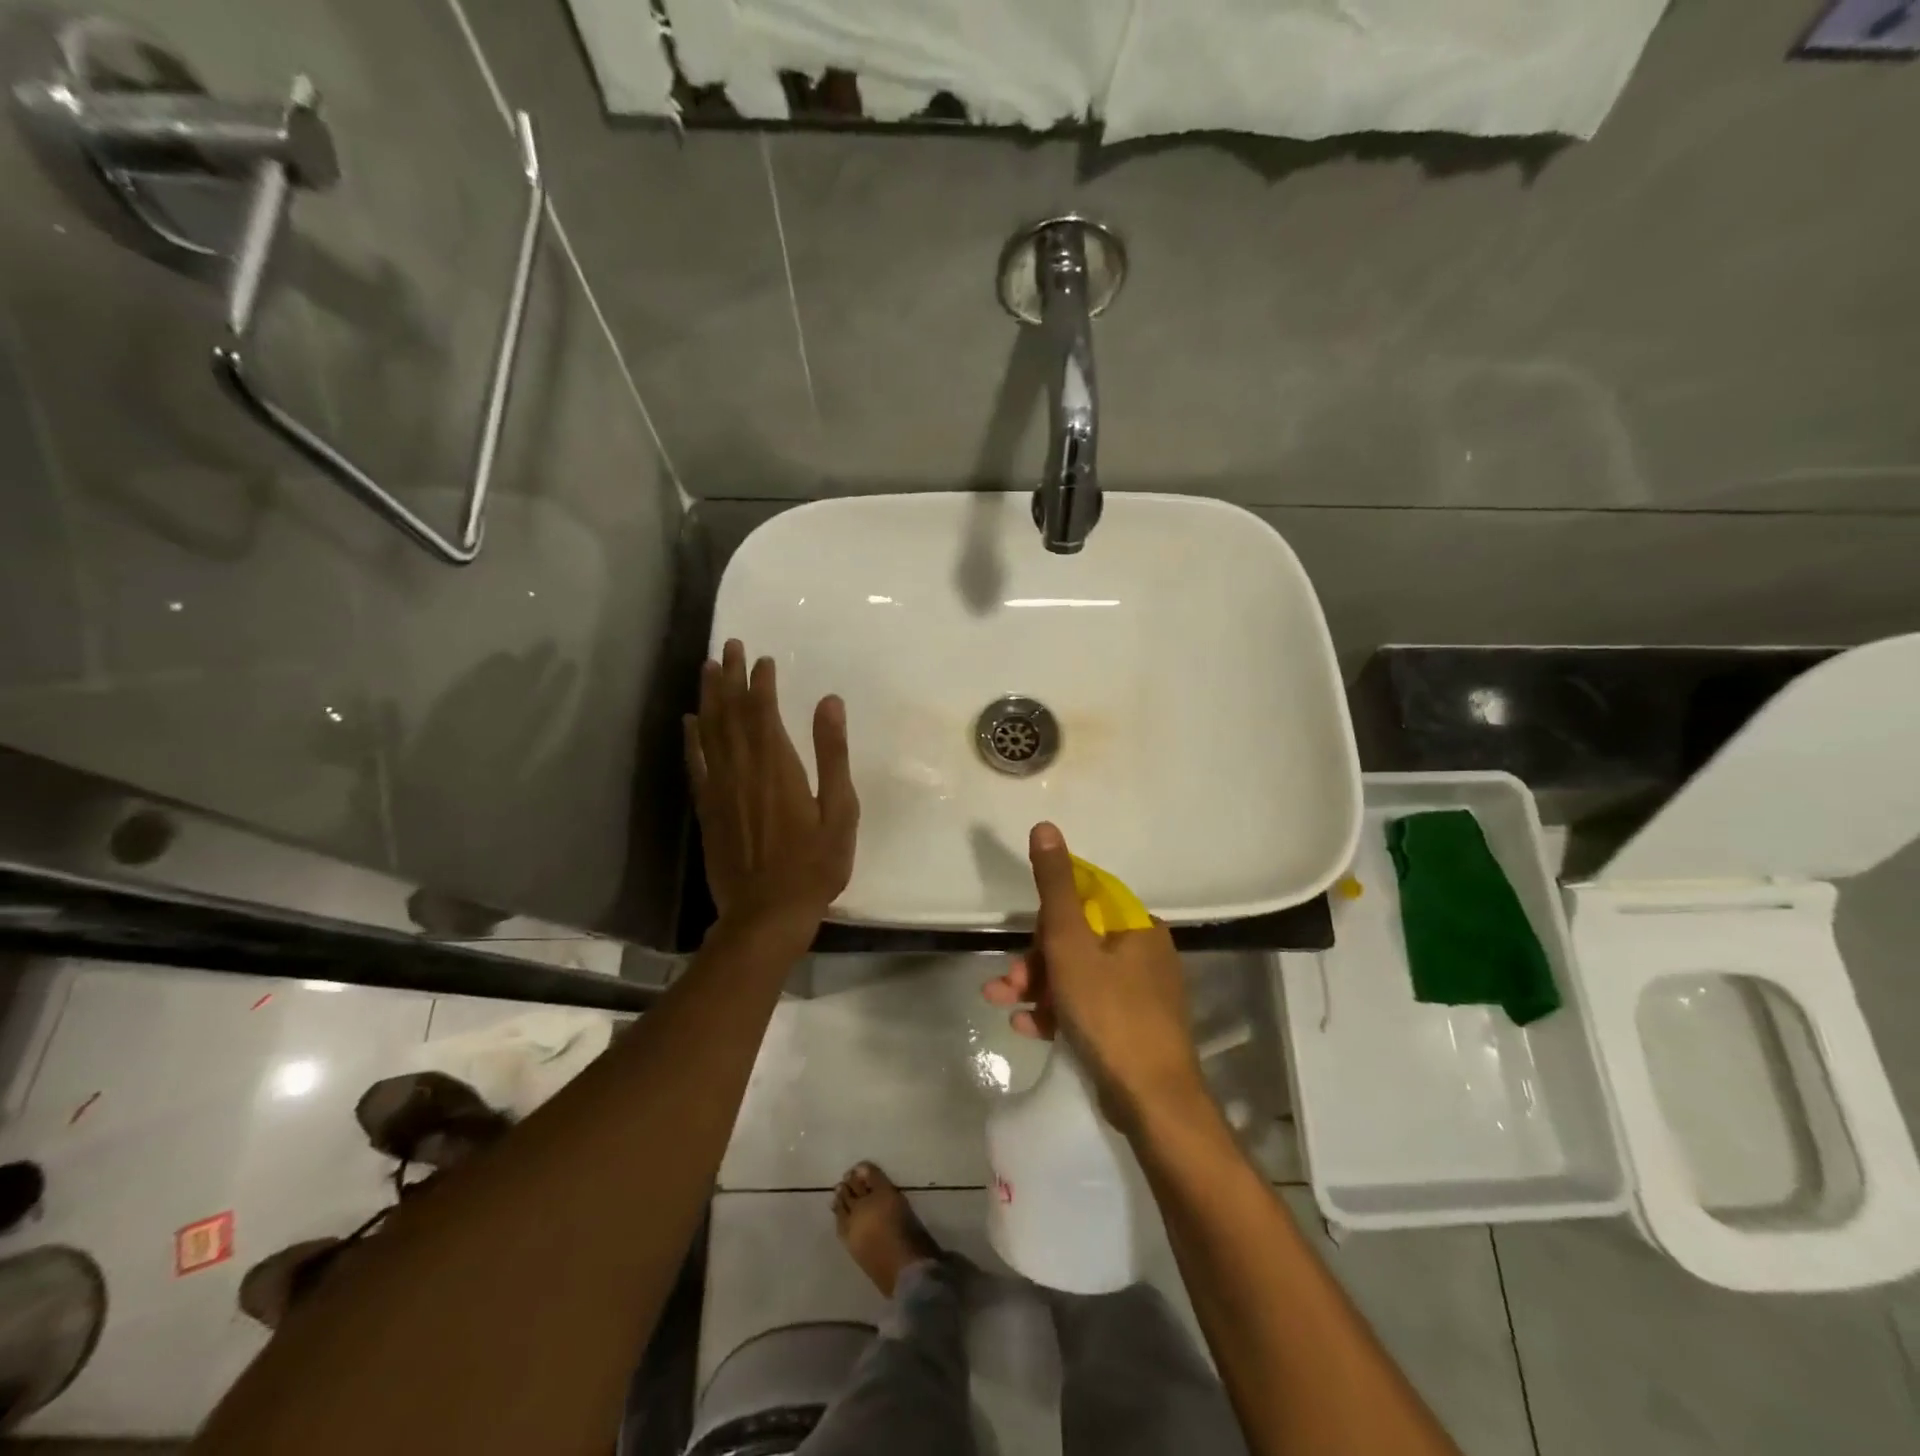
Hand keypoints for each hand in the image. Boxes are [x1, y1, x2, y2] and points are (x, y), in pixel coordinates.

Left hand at [684, 640, 858, 940]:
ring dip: (709, 697)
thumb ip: (833, 754)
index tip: (763, 658)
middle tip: (728, 646)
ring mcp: (720, 789)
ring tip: (707, 668)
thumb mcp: (840, 810)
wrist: (767, 913)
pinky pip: (695, 764)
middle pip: (732, 713)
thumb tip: (829, 702)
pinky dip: (691, 739)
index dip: (761, 682)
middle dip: (730, 676)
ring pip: (710, 731)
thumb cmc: (814, 864)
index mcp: (778, 766)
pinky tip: (689, 721)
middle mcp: (743, 769)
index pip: (763, 711)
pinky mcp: (708, 809)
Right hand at [982, 822, 1208, 1135]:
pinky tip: (1027, 1027)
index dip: (1049, 918)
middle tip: (1008, 983)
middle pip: (1077, 941)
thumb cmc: (1110, 1013)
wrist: (1153, 1102)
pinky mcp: (1132, 1028)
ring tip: (1003, 1003)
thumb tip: (1045, 827)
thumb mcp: (1071, 943)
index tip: (1027, 940)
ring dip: (1037, 987)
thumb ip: (1054, 887)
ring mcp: (1141, 993)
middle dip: (1035, 960)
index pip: (1085, 900)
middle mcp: (1144, 953)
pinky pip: (1087, 1007)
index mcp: (1137, 926)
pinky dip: (1057, 1012)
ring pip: (1078, 976)